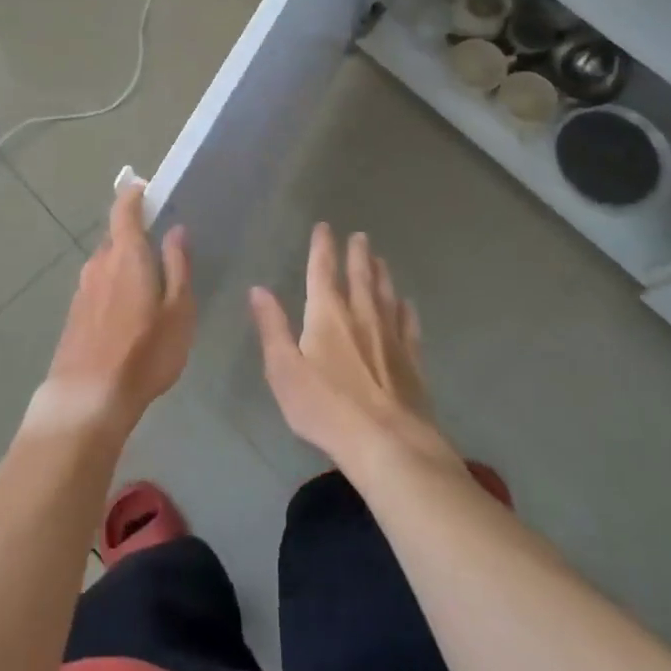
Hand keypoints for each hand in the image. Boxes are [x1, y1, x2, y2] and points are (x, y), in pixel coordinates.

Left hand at [30, 185, 192, 439]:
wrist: (87, 397)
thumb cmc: (144, 352)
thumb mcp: (179, 311)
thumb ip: (178, 266)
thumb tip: (176, 230)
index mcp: (126, 255)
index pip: (125, 211)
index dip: (133, 194)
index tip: (142, 186)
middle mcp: (99, 264)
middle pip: (116, 238)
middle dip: (135, 237)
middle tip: (160, 247)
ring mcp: (82, 290)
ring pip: (106, 264)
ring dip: (124, 266)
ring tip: (148, 285)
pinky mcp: (74, 314)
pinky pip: (98, 287)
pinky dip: (113, 287)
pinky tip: (127, 313)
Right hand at [250, 224, 456, 475]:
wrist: (387, 443)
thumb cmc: (325, 407)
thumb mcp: (284, 369)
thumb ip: (272, 327)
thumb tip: (258, 289)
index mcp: (327, 315)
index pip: (322, 271)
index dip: (322, 247)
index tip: (324, 227)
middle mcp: (361, 316)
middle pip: (360, 277)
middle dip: (357, 255)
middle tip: (360, 236)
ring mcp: (391, 337)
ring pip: (386, 295)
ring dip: (381, 275)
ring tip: (380, 259)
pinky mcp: (412, 361)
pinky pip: (409, 325)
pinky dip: (406, 310)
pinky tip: (407, 304)